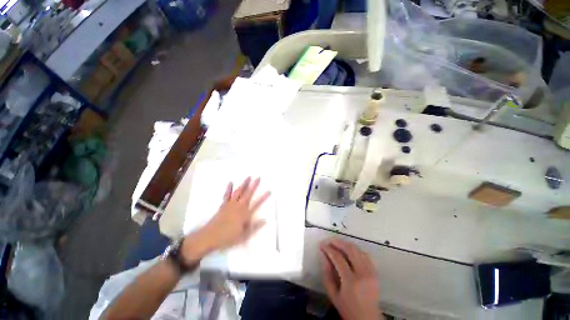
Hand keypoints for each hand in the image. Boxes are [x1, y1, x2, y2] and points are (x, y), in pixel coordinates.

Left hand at [181, 177, 269, 263]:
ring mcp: (231, 204)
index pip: (257, 204)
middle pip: (248, 194)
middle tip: (258, 177)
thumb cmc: (228, 237)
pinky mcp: (223, 205)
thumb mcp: (244, 236)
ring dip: (244, 184)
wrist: (209, 237)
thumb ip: (255, 227)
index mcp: (245, 214)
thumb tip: (266, 220)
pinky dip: (229, 188)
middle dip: (254, 185)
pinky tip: (230, 182)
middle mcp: (239, 207)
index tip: (269, 190)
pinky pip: (227, 195)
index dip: (264, 197)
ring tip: (248, 177)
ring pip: (239, 192)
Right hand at [320, 239, 380, 319]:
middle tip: (329, 240)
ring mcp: (371, 272)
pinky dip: (356, 250)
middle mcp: (363, 274)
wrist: (368, 319)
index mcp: (351, 281)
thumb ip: (326, 274)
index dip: (328, 249)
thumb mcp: (332, 294)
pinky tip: (349, 250)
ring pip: (358, 250)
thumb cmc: (347, 308)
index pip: (338, 258)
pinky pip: (365, 255)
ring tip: (337, 243)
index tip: (321, 245)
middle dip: (338, 242)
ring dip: (346, 244)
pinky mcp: (375, 272)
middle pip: (350, 250)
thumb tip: (323, 255)